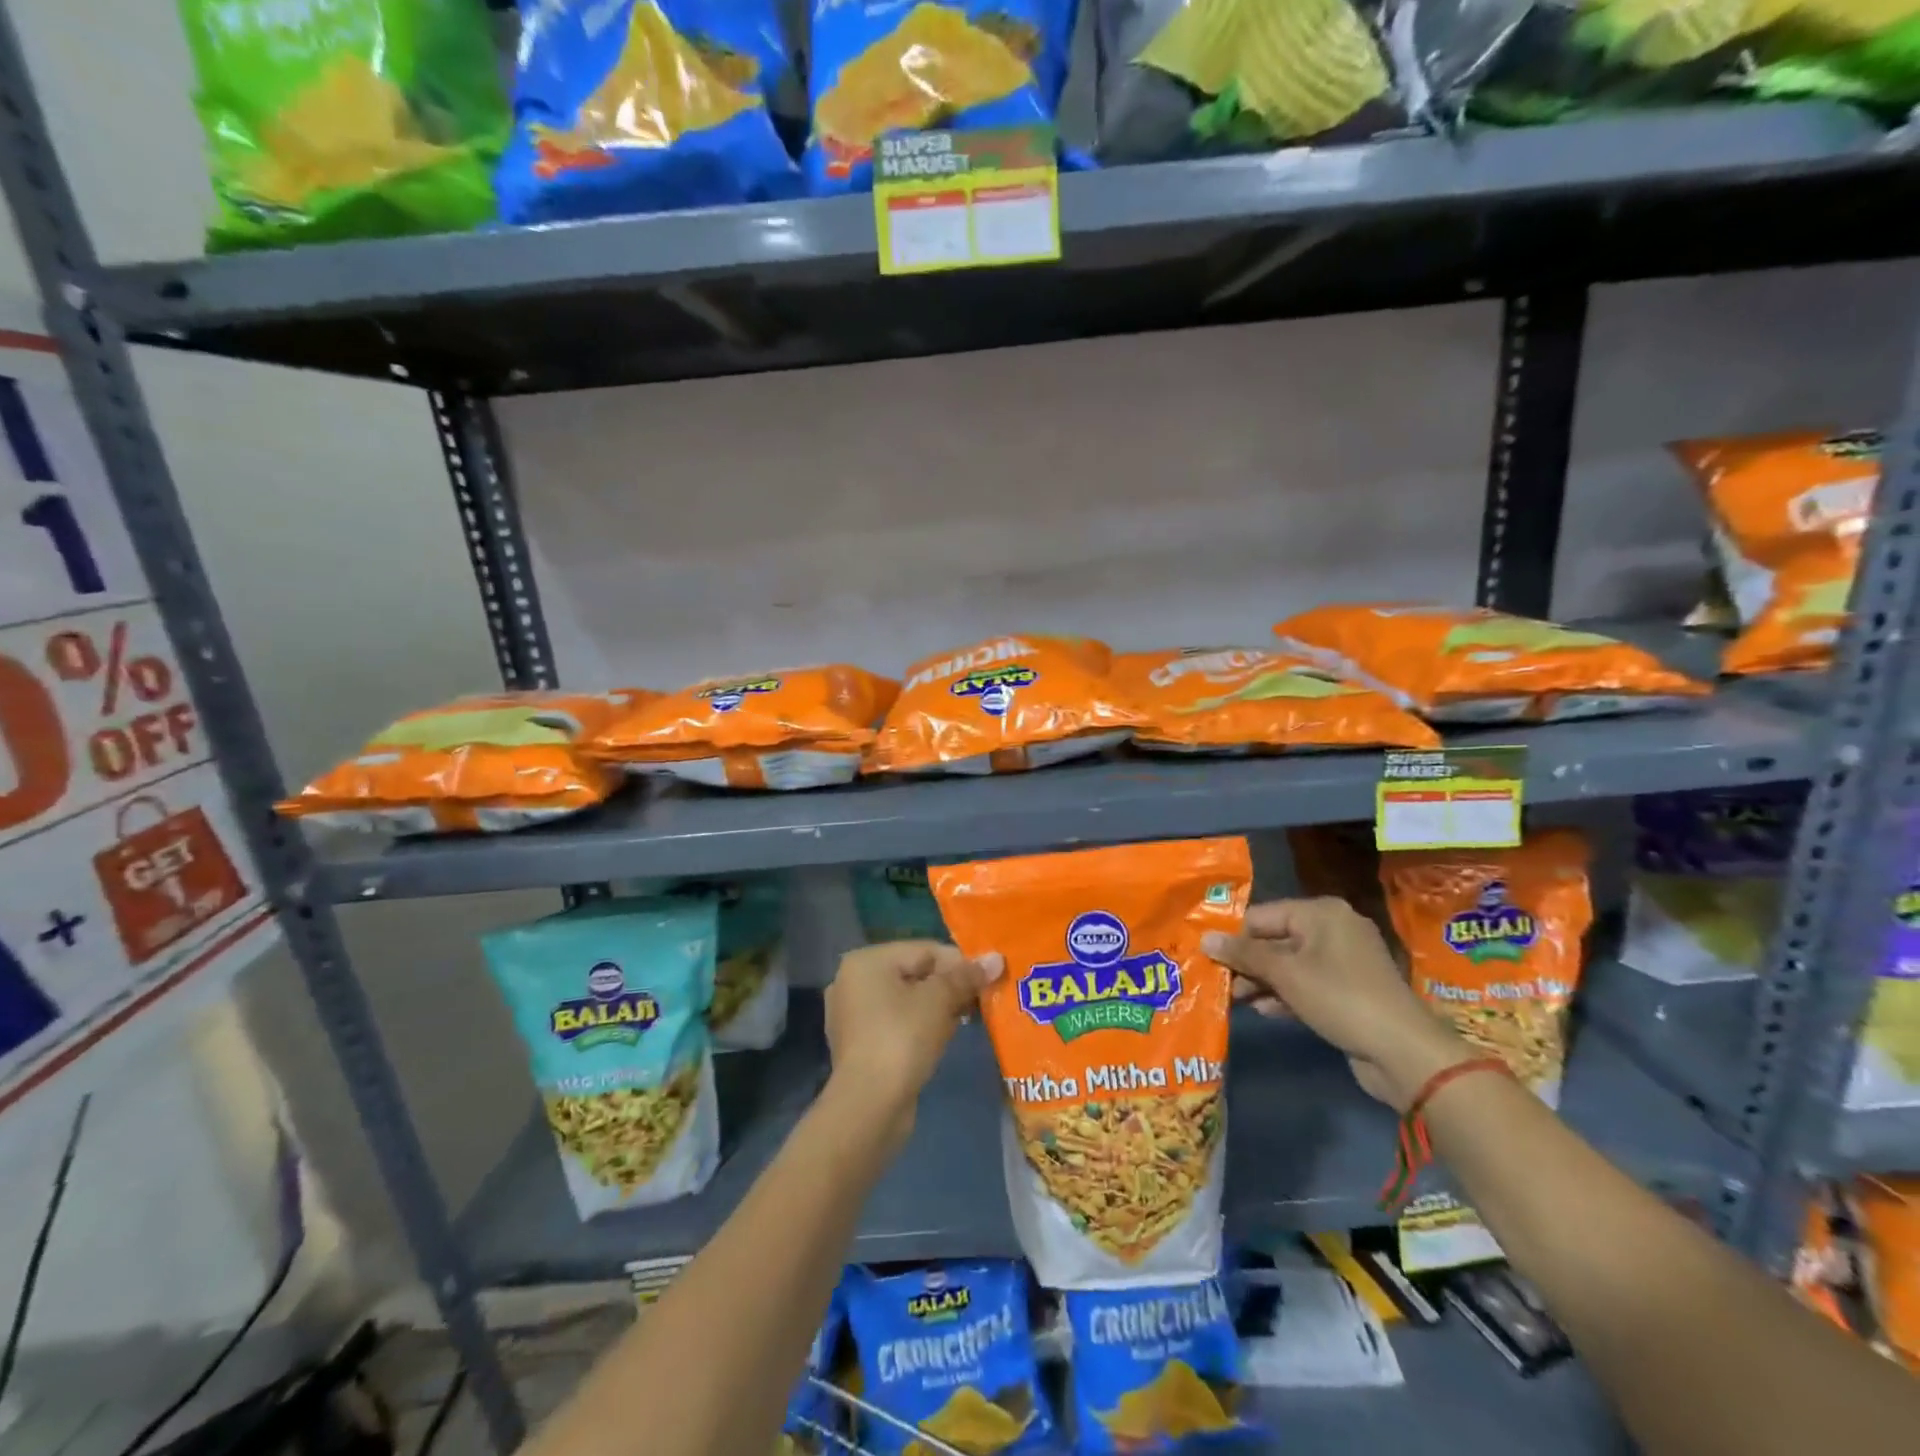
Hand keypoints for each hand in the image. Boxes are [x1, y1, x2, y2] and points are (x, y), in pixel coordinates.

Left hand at [823, 941, 1001, 1147]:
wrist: (869, 1107)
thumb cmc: (902, 1039)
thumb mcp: (939, 1001)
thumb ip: (966, 976)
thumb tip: (996, 958)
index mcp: (866, 961)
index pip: (924, 950)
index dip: (960, 962)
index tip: (988, 979)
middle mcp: (853, 982)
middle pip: (915, 973)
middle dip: (950, 986)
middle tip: (982, 1000)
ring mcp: (853, 1016)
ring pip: (908, 1000)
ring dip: (938, 1007)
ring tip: (968, 1019)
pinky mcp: (860, 1045)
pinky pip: (898, 1024)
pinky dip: (921, 1026)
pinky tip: (943, 1038)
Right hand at [1203, 898, 1471, 1111]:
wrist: (1403, 1052)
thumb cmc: (1339, 997)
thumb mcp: (1285, 973)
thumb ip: (1243, 954)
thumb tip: (1205, 938)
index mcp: (1321, 913)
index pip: (1262, 915)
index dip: (1233, 936)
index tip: (1206, 956)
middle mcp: (1333, 929)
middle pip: (1275, 939)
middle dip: (1246, 962)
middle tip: (1216, 981)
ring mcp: (1343, 962)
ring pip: (1289, 965)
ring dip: (1261, 982)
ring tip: (1232, 999)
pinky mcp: (1348, 991)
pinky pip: (1306, 984)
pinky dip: (1283, 995)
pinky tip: (1260, 1010)